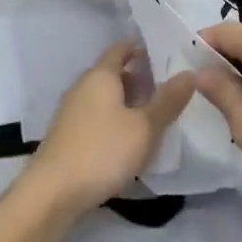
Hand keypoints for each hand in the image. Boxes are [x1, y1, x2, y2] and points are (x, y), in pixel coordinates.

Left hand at [26, 43, 194, 213]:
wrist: (52, 193)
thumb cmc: (102, 151)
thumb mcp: (145, 127)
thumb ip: (168, 100)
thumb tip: (189, 72)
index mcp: (100, 75)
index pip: (121, 49)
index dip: (142, 49)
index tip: (166, 56)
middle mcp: (82, 87)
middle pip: (113, 73)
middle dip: (139, 79)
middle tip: (167, 90)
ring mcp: (71, 113)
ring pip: (105, 98)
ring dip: (127, 103)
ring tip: (154, 117)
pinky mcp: (67, 137)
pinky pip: (96, 119)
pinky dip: (114, 122)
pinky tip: (129, 142)